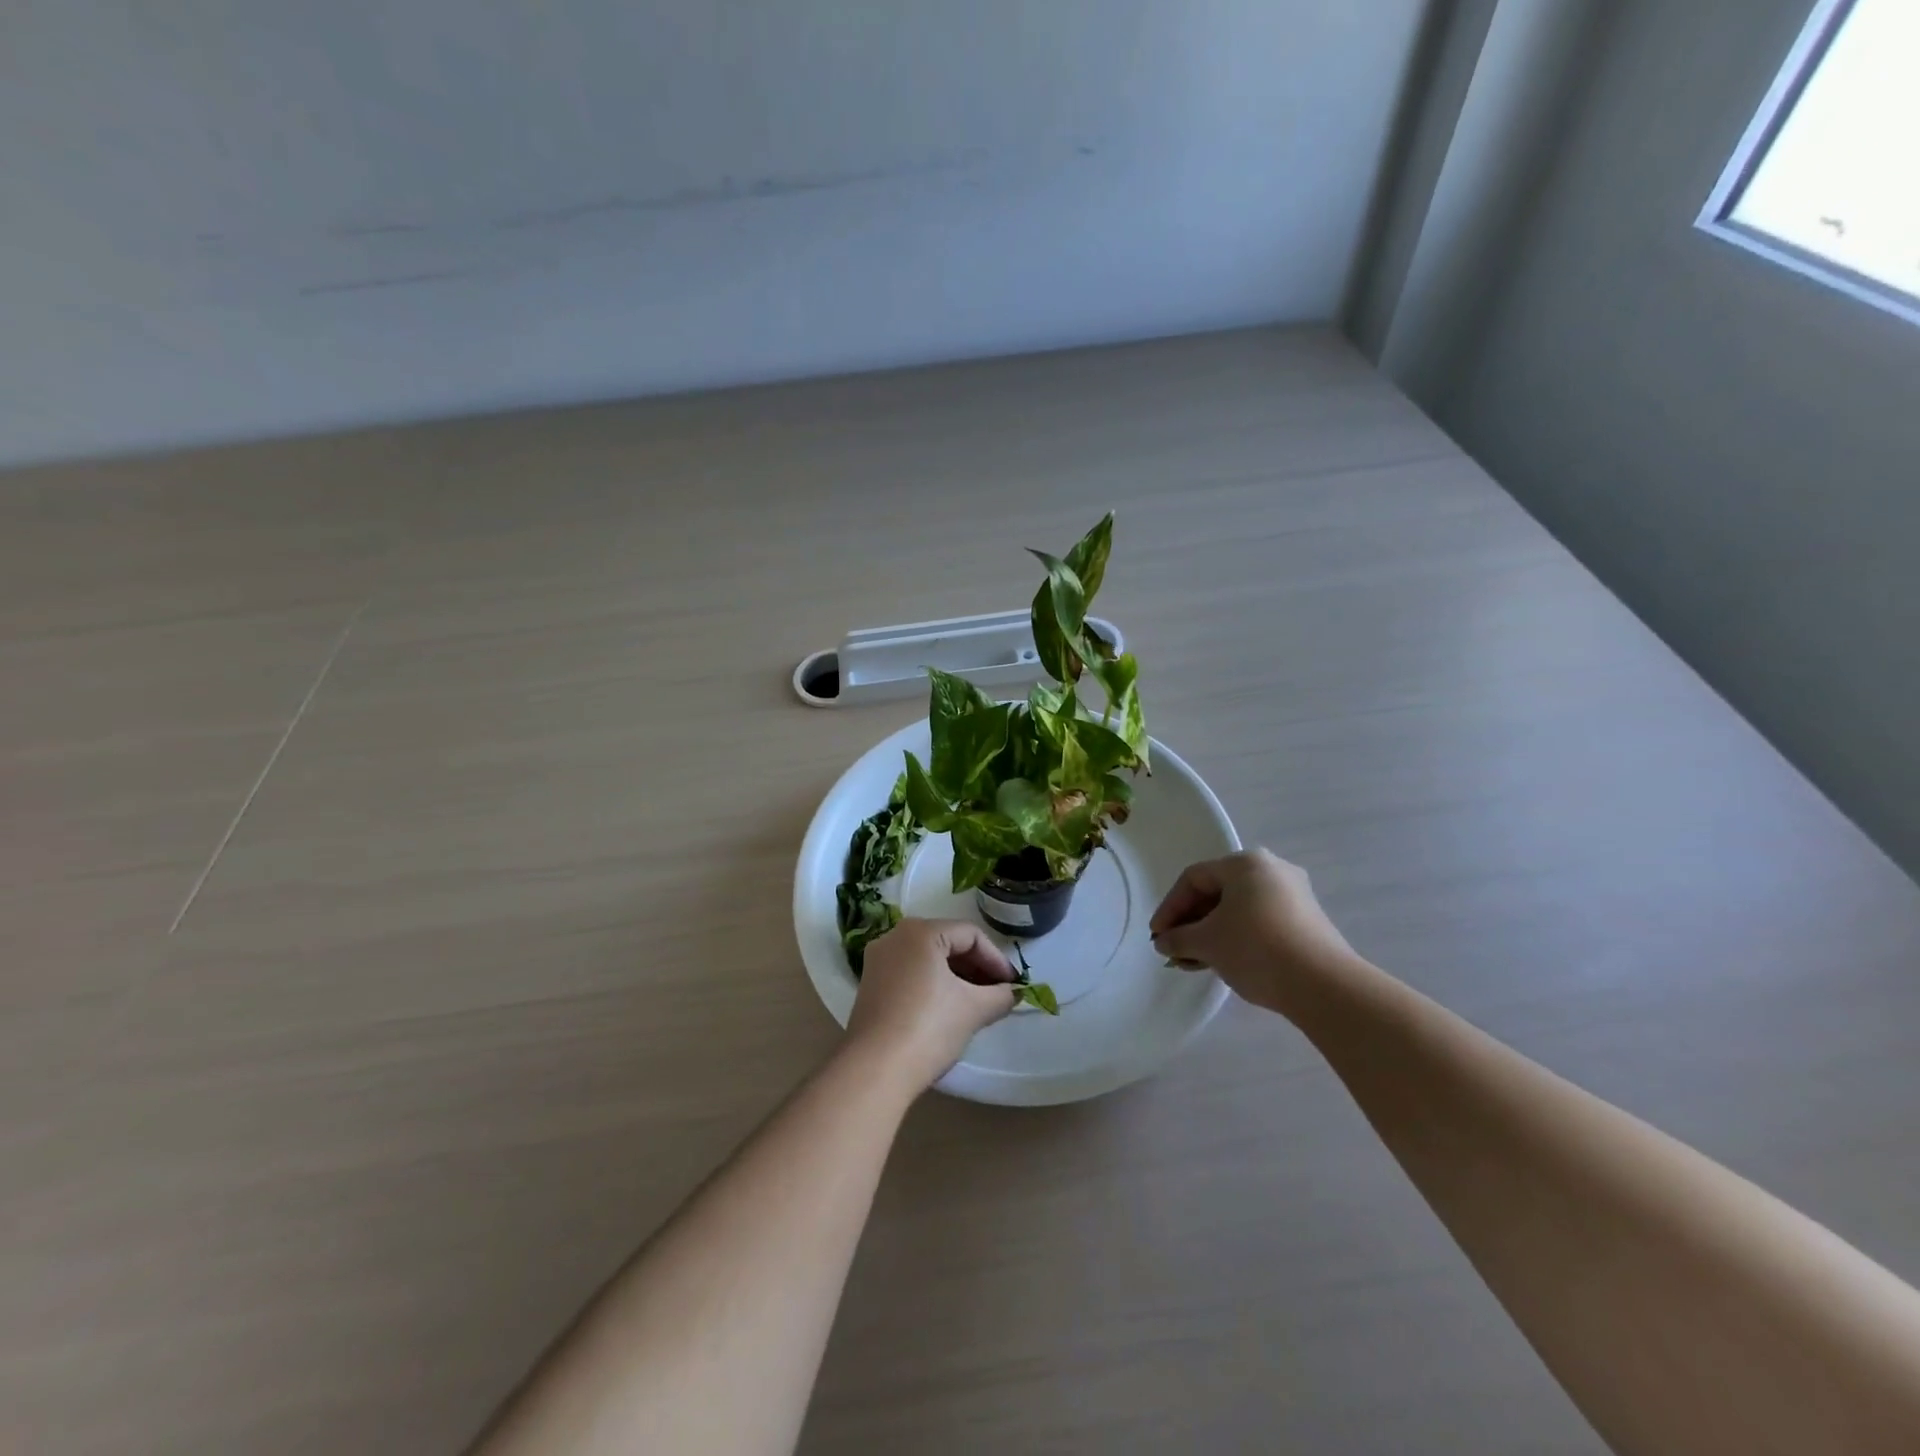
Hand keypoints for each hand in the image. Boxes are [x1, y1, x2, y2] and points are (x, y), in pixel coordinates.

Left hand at [845, 918, 1017, 1093]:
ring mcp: (879, 961)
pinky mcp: (871, 985)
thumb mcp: (973, 1009)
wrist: (874, 1070)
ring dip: (957, 978)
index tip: (1012, 985)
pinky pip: (911, 973)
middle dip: (977, 968)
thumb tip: (1011, 993)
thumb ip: (999, 995)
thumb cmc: (928, 1028)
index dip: (997, 959)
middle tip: (999, 993)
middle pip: (948, 942)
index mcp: (920, 931)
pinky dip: (934, 985)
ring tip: (978, 1003)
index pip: (970, 935)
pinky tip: (949, 1009)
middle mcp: (895, 937)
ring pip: (929, 959)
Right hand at [1149, 849, 1358, 1012]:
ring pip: (1238, 910)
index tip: (1158, 936)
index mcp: (1245, 862)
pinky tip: (1223, 963)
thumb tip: (1163, 942)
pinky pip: (1259, 922)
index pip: (1193, 879)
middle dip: (1191, 923)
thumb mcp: (1207, 943)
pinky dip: (1236, 938)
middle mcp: (1271, 869)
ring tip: (1194, 962)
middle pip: (1217, 893)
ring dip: (1211, 934)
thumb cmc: (1256, 949)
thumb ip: (1178, 938)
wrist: (1324, 986)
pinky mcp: (1307, 921)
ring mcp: (1293, 895)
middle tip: (1174, 949)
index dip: (1169, 907)